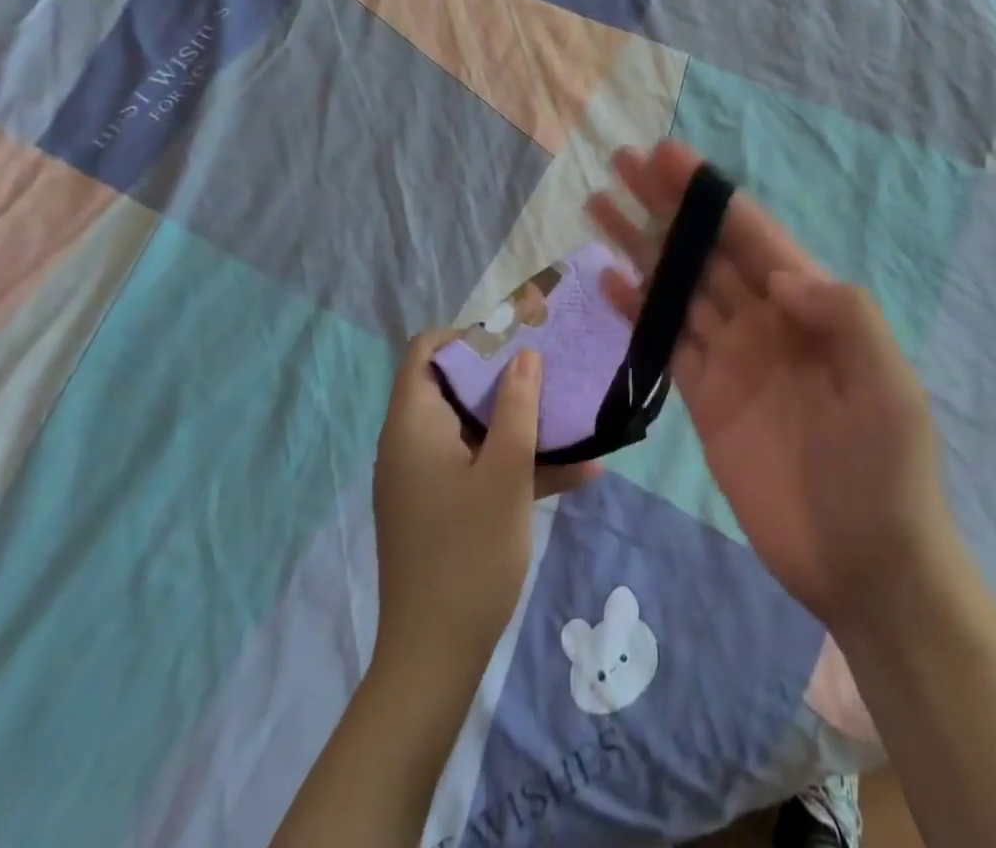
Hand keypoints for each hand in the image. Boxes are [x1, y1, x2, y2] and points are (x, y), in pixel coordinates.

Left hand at [372, 331, 600, 675]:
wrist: (435, 659)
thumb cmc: (469, 554)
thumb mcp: (505, 473)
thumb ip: (517, 407)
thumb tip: (525, 355)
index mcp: (414, 425)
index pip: (426, 351)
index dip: (468, 336)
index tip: (516, 339)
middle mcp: (413, 443)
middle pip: (456, 386)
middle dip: (509, 377)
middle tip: (555, 369)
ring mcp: (428, 478)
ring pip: (476, 429)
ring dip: (524, 423)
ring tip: (578, 415)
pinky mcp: (445, 507)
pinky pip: (482, 468)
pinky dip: (520, 465)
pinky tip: (582, 473)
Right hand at [589, 142, 954, 629]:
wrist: (867, 565)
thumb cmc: (887, 471)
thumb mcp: (889, 386)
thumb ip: (845, 317)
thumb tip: (780, 276)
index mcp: (811, 305)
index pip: (752, 235)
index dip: (709, 194)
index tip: (668, 156)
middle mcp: (766, 319)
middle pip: (707, 250)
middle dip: (667, 206)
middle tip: (622, 163)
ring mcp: (733, 357)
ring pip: (679, 287)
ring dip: (642, 246)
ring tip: (600, 207)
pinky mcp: (705, 398)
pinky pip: (667, 342)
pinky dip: (639, 309)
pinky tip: (609, 279)